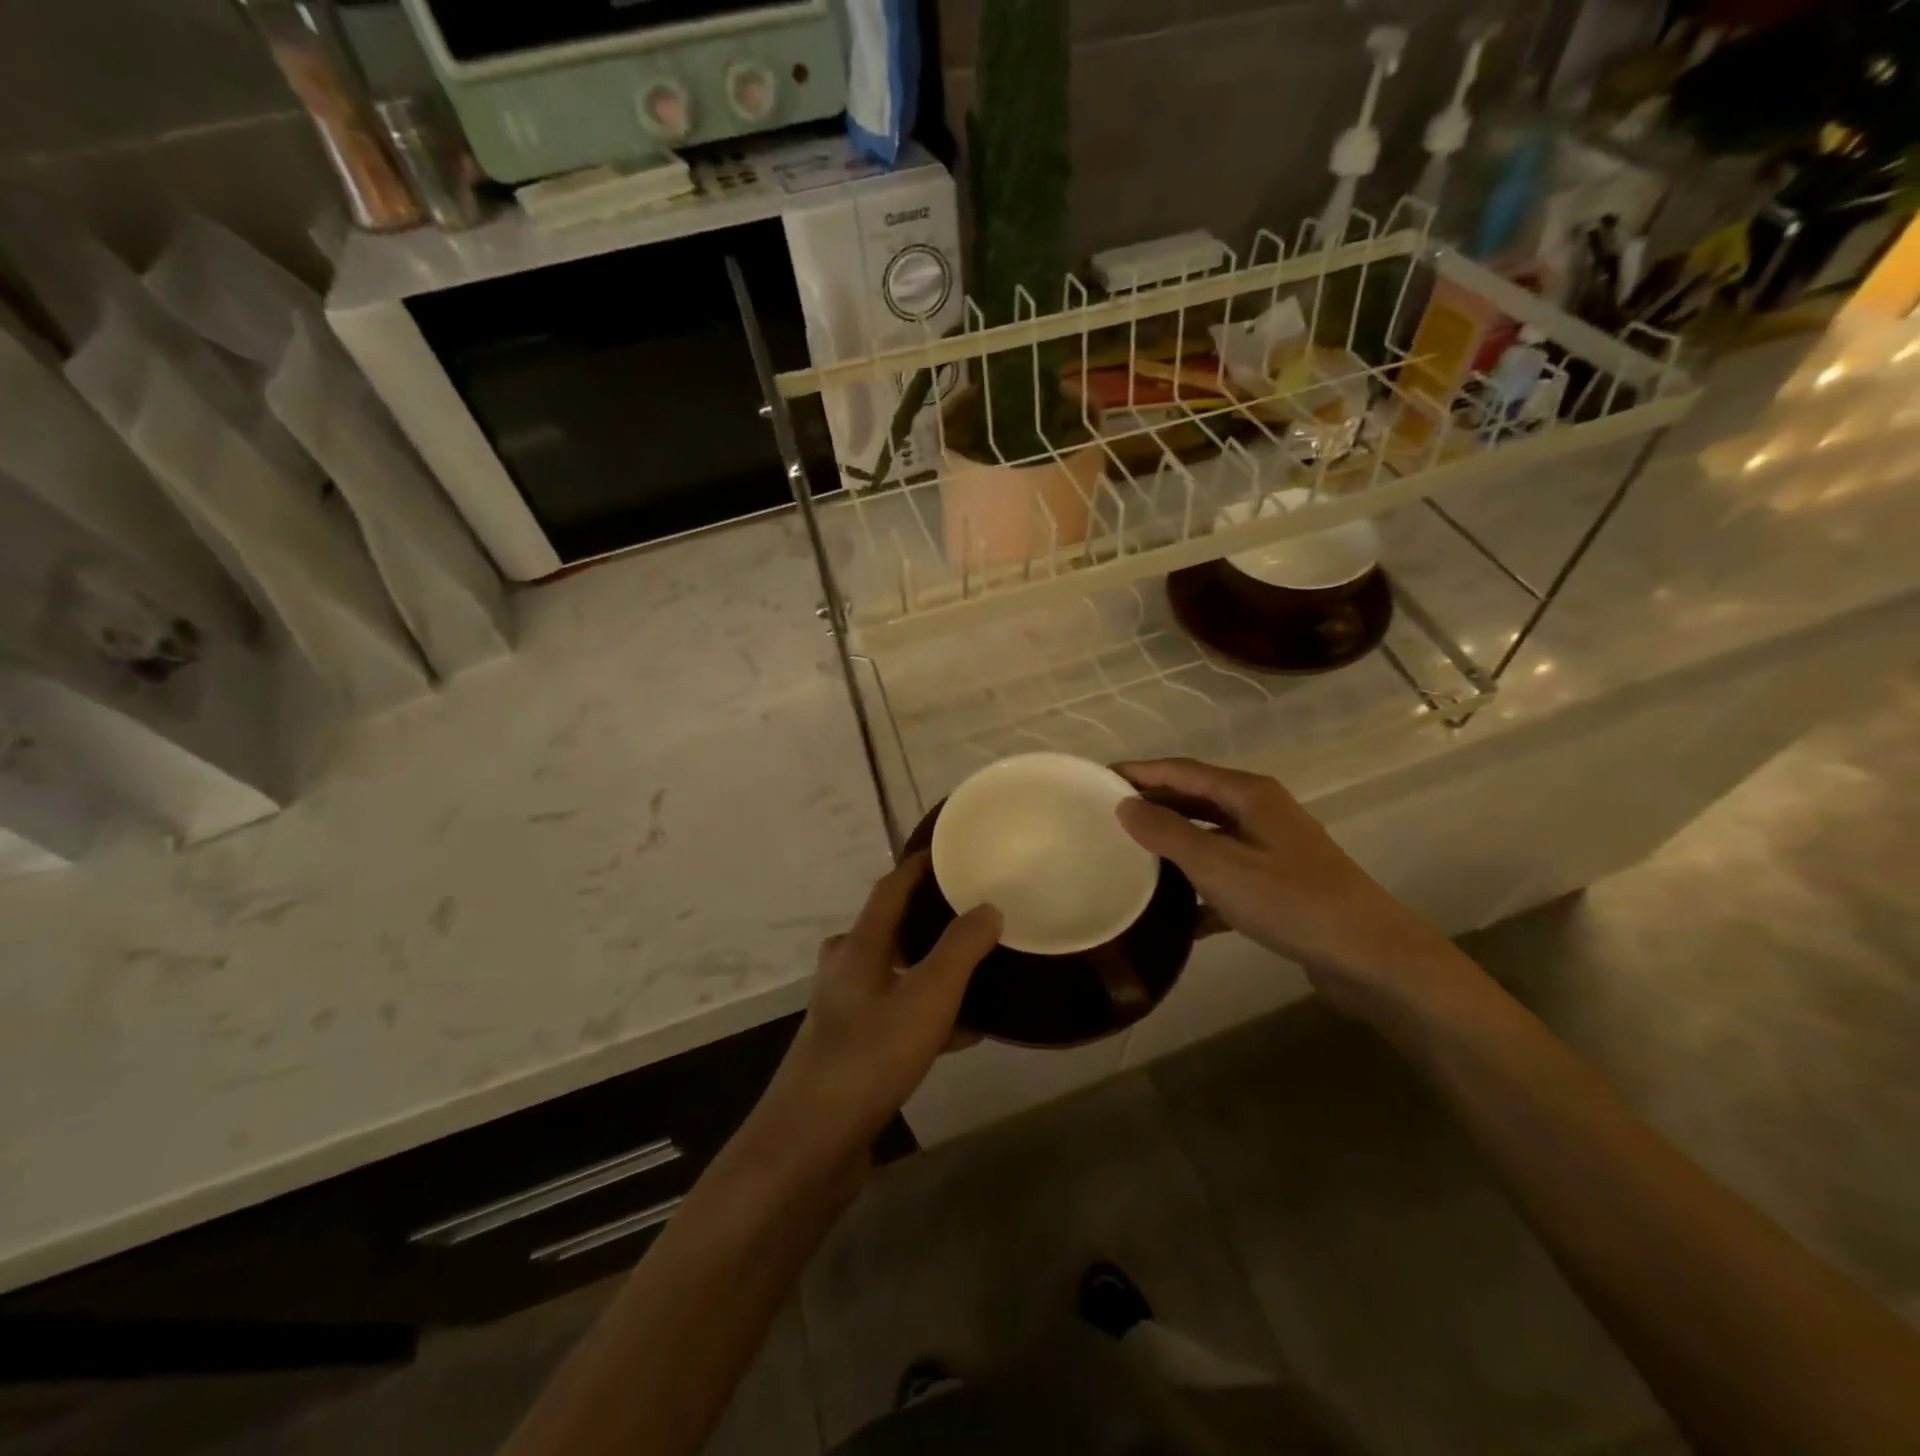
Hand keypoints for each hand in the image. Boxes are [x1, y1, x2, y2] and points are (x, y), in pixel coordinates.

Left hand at [756, 854, 1000, 1161]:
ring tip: (977, 969)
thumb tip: (988, 907)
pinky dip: (929, 1013)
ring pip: (896, 974)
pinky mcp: (853, 1049)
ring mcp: (846, 1011)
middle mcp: (846, 970)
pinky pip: (898, 1015)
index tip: (950, 851)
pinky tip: (967, 1031)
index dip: (918, 866)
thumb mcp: (927, 997)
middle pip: (890, 929)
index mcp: (858, 946)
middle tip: (970, 912)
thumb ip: (961, 949)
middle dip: (928, 918)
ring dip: (932, 968)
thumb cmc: (870, 1056)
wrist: (812, 1143)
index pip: (890, 888)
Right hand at [1113, 758, 1466, 1018]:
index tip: (1097, 779)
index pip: (1181, 770)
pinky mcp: (1278, 887)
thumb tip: (1124, 805)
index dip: (1140, 772)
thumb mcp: (1218, 864)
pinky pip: (1225, 877)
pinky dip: (1199, 889)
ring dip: (1173, 846)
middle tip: (1105, 817)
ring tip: (1129, 858)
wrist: (1370, 956)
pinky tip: (1173, 916)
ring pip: (1210, 838)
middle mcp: (1261, 813)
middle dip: (1153, 805)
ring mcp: (1272, 850)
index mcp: (1249, 794)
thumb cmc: (1290, 900)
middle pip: (1195, 799)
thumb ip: (1168, 832)